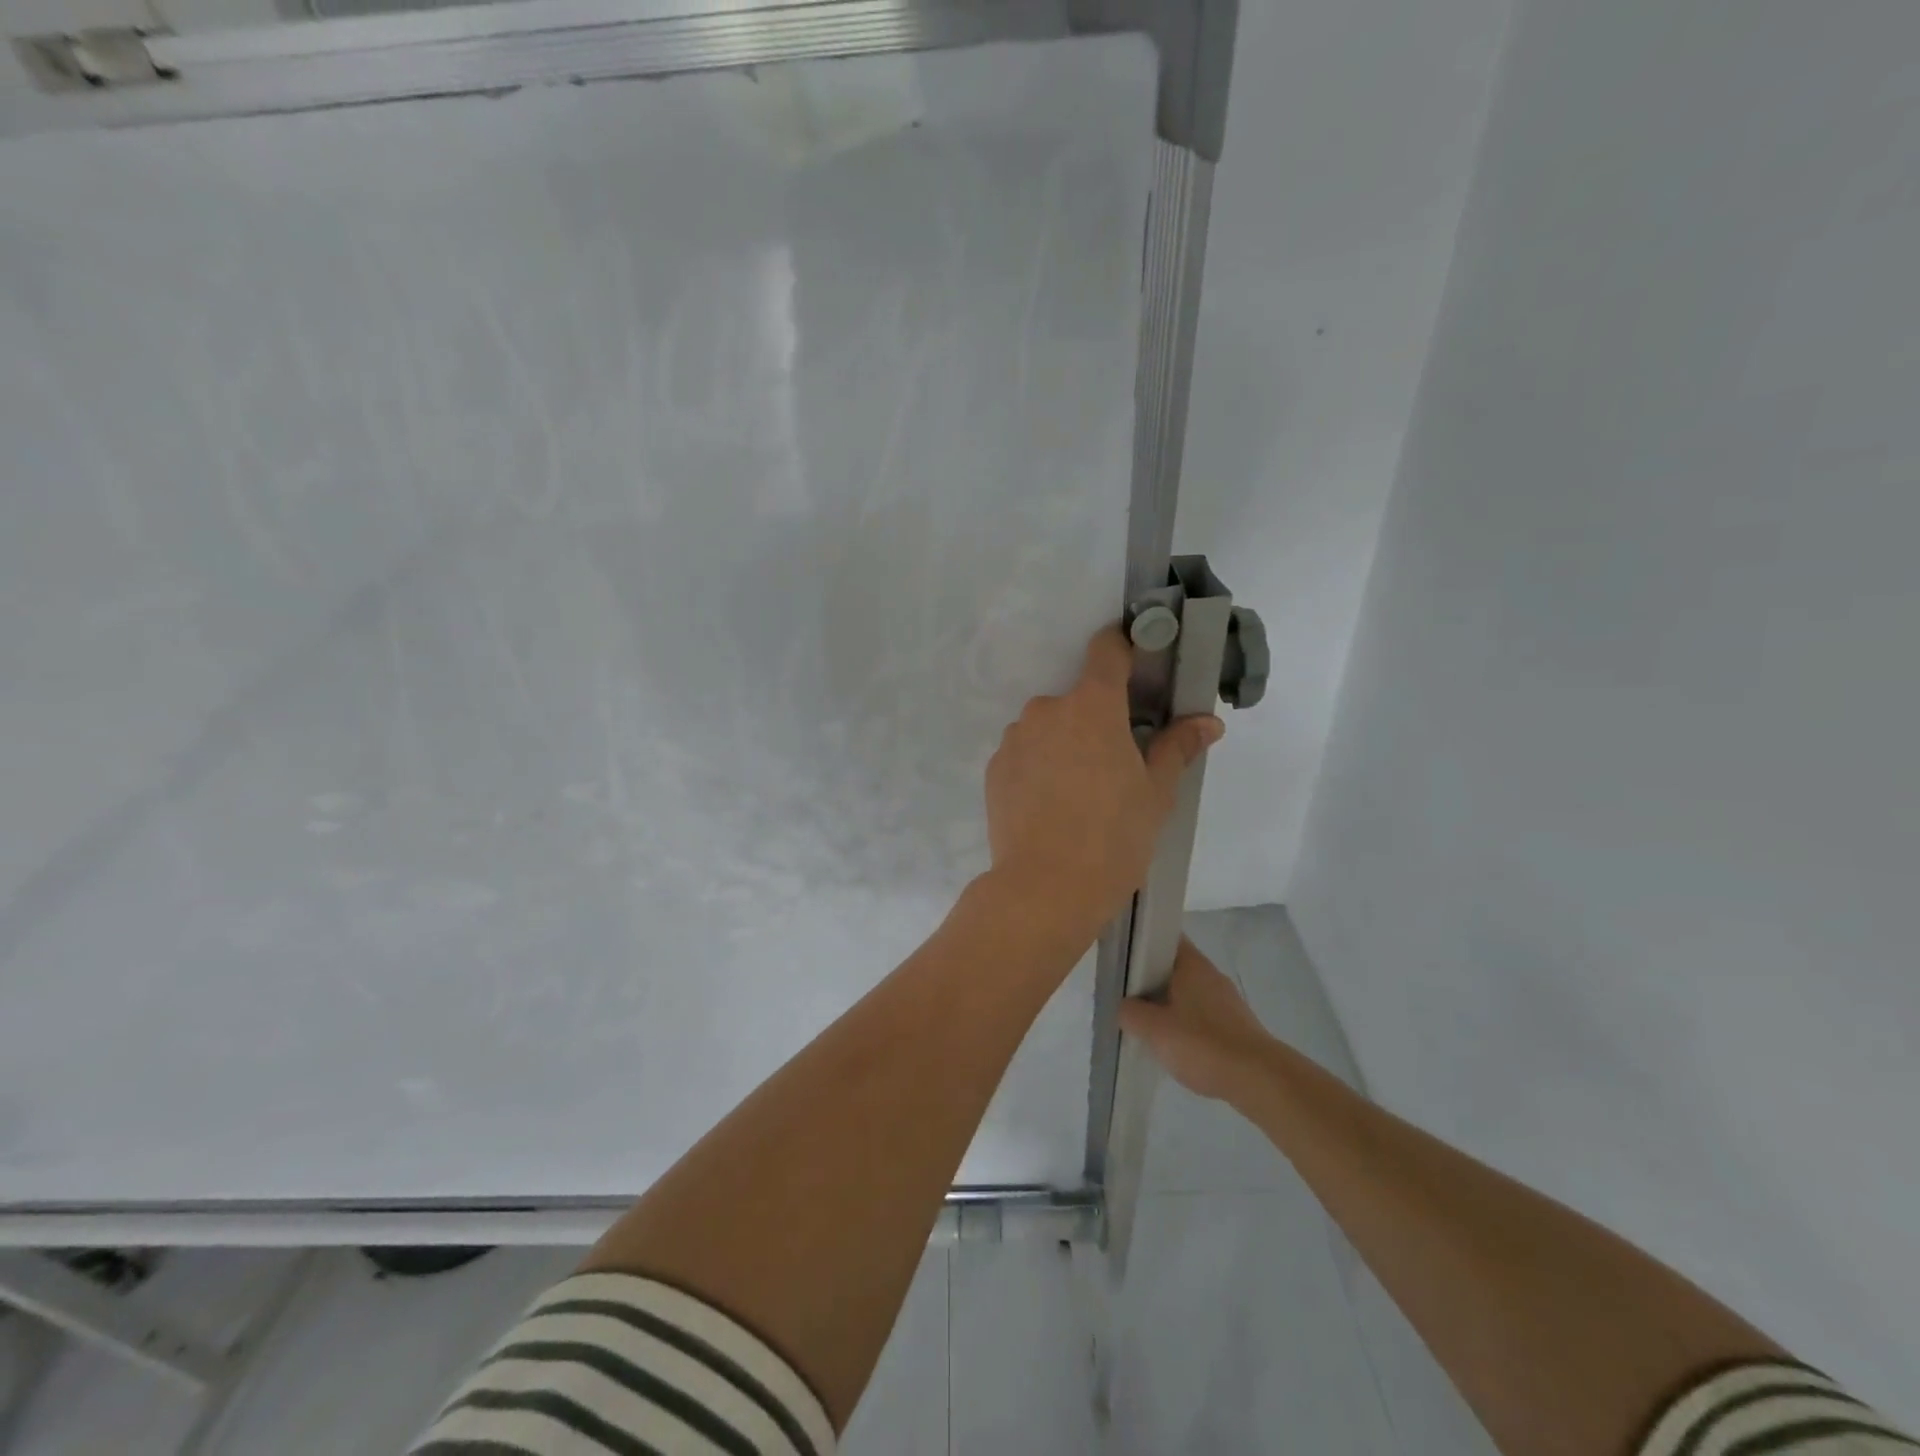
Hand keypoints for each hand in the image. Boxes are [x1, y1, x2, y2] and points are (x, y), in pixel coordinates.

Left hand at [984, 626, 1222, 941]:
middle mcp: (1047, 710)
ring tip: (1080, 793)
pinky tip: (1052, 806)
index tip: (1138, 663)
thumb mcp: (1156, 794)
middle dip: (1098, 720)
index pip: (1106, 650)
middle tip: (1116, 762)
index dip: (1124, 648)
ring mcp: (1015, 738)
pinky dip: (1040, 766)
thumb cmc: (1113, 837)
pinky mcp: (995, 768)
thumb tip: (1207, 722)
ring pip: (1049, 727)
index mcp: (1092, 706)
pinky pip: (1025, 753)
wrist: (1045, 888)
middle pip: (1078, 699)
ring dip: (1065, 744)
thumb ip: (1176, 748)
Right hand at [1118, 939, 1273, 1100]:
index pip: (1164, 937)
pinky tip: (1174, 1045)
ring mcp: (1225, 1000)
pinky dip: (1185, 1024)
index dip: (1141, 942)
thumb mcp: (1154, 1029)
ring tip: (1146, 1024)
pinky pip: (1201, 1015)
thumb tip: (1125, 1006)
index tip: (1122, 957)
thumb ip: (1130, 1013)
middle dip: (1150, 979)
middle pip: (1173, 966)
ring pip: (1186, 992)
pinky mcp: (1235, 1024)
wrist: (1258, 1079)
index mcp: (1191, 963)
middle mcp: (1210, 974)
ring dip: (1167, 1004)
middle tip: (1126, 996)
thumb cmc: (1202, 1044)